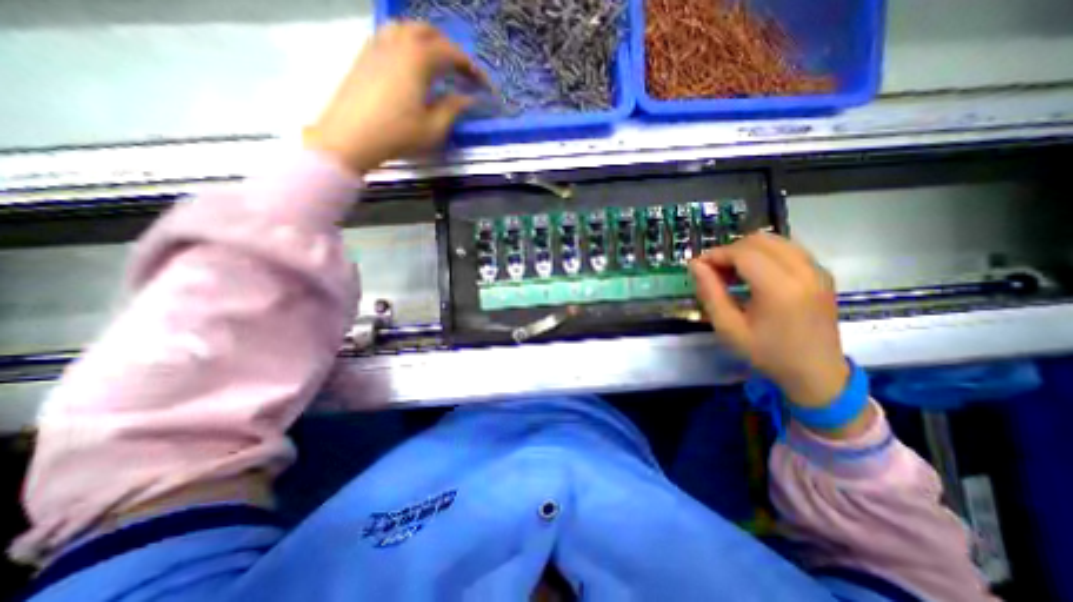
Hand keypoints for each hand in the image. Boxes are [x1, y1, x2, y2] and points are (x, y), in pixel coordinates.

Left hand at [302, 19, 485, 172]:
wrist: (351, 137)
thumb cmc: (398, 134)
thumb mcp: (434, 128)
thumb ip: (453, 108)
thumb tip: (469, 99)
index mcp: (418, 59)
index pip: (452, 54)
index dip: (471, 68)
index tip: (483, 84)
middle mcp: (398, 43)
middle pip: (430, 33)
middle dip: (451, 49)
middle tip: (462, 72)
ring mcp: (378, 45)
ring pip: (407, 28)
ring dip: (428, 41)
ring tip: (438, 63)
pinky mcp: (365, 55)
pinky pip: (390, 35)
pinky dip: (407, 43)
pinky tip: (411, 63)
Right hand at [693, 232, 851, 408]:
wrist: (817, 373)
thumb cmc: (767, 353)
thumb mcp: (729, 328)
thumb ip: (710, 293)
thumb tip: (695, 265)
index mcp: (779, 288)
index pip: (742, 252)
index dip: (715, 255)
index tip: (698, 267)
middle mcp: (803, 271)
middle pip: (759, 240)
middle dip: (730, 250)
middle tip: (713, 271)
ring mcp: (817, 270)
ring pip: (775, 241)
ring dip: (747, 250)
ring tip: (732, 272)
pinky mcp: (822, 273)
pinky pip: (788, 249)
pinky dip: (765, 253)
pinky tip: (754, 274)